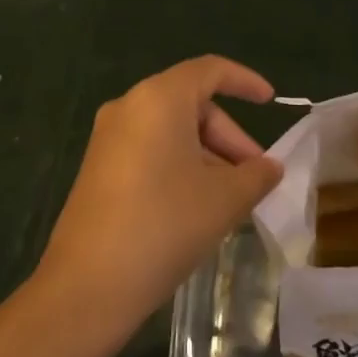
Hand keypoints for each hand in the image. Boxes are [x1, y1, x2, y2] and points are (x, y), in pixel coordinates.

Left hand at [35, 56, 282, 335]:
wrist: (87, 286)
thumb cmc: (164, 225)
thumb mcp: (224, 199)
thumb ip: (256, 175)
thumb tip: (270, 167)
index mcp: (159, 98)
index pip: (210, 71)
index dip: (245, 81)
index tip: (270, 101)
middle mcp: (129, 106)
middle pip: (191, 104)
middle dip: (229, 137)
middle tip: (255, 177)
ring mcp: (108, 137)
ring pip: (171, 131)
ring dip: (207, 156)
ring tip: (231, 200)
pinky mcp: (98, 167)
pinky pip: (150, 150)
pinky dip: (180, 166)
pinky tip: (196, 207)